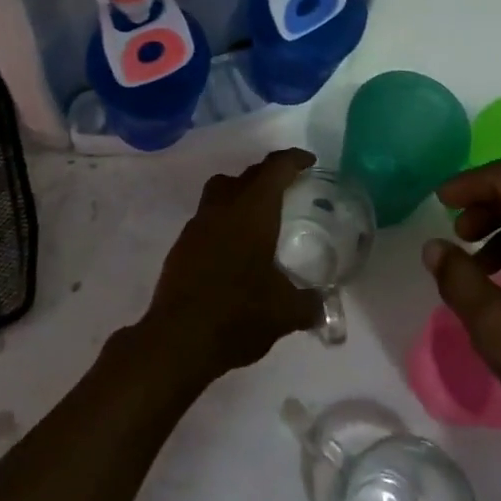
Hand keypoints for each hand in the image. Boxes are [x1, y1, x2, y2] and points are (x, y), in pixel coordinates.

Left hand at [140, 149, 321, 383]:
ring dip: (241, 193)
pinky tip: (234, 250)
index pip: (275, 168)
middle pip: (247, 175)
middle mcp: (223, 207)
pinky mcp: (182, 246)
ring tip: (259, 217)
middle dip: (269, 175)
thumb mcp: (285, 312)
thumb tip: (322, 304)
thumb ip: (308, 304)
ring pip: (221, 190)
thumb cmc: (238, 314)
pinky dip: (224, 221)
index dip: (294, 160)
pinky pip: (207, 218)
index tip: (309, 162)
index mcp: (252, 210)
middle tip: (289, 189)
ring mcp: (198, 224)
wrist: (178, 341)